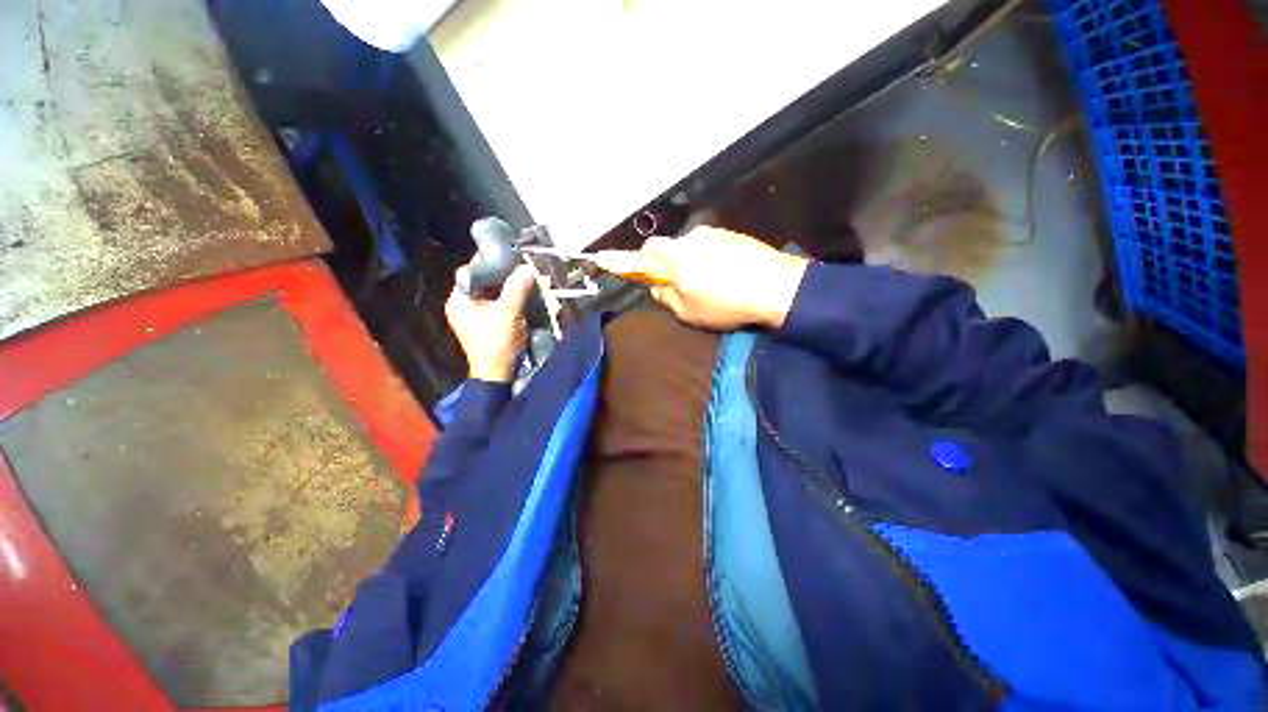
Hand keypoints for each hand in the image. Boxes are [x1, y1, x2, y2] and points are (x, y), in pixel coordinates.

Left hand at [445, 263, 535, 382]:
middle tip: (520, 267)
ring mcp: (471, 316)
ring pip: (488, 293)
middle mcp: (461, 305)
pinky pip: (493, 304)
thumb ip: (517, 289)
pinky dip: (505, 299)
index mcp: (459, 299)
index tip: (510, 255)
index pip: (472, 271)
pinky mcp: (482, 324)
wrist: (497, 375)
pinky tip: (519, 297)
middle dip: (501, 275)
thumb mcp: (509, 314)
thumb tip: (527, 268)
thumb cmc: (498, 344)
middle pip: (481, 281)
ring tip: (523, 280)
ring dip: (505, 287)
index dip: (490, 261)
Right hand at [643, 227, 808, 329]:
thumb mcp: (687, 312)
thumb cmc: (724, 303)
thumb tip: (658, 287)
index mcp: (677, 253)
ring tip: (711, 285)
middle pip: (675, 248)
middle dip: (674, 265)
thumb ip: (666, 298)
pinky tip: (728, 277)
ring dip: (696, 262)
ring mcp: (719, 233)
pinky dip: (715, 260)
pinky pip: (717, 247)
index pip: (649, 247)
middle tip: (683, 286)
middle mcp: (695, 236)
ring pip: (697, 248)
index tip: (646, 272)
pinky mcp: (738, 235)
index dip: (642, 258)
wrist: (775, 287)